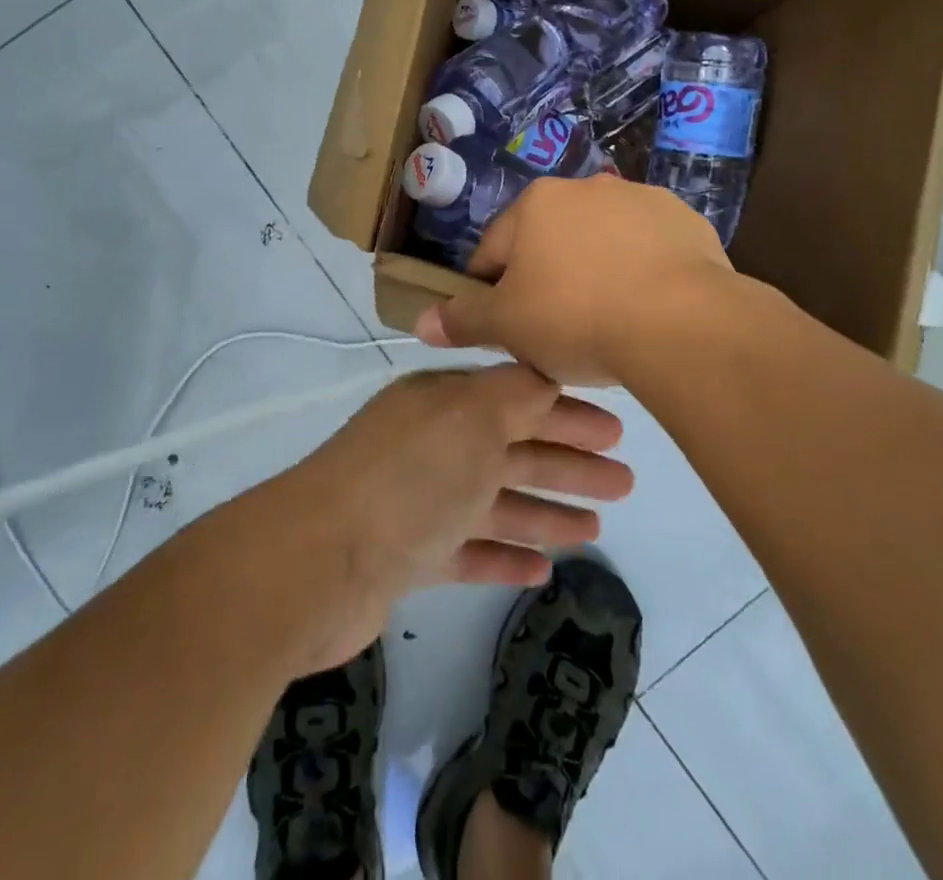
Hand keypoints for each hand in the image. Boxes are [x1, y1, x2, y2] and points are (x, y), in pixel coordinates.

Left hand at [257, 363, 633, 672]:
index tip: (615, 429)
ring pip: (495, 501)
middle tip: (625, 481)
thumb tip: (546, 372)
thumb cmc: (408, 478)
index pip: (517, 397)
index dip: (566, 411)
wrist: (316, 562)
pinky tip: (542, 569)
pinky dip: (503, 556)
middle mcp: (432, 445)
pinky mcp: (407, 557)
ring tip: (596, 527)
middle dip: (567, 462)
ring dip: (544, 511)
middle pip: (512, 449)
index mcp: (443, 403)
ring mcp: (418, 503)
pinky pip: (469, 551)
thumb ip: (515, 392)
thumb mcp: (471, 416)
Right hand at [415, 175, 733, 385]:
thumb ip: (463, 319)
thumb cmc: (578, 318)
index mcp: (536, 204)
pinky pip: (649, 248)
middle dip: (547, 278)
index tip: (504, 328)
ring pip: (601, 240)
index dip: (490, 292)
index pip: (494, 251)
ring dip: (595, 269)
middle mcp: (586, 187)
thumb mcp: (508, 326)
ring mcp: (640, 199)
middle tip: (557, 328)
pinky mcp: (685, 220)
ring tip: (608, 319)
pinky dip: (642, 270)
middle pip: (550, 240)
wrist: (681, 323)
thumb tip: (421, 322)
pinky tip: (649, 307)